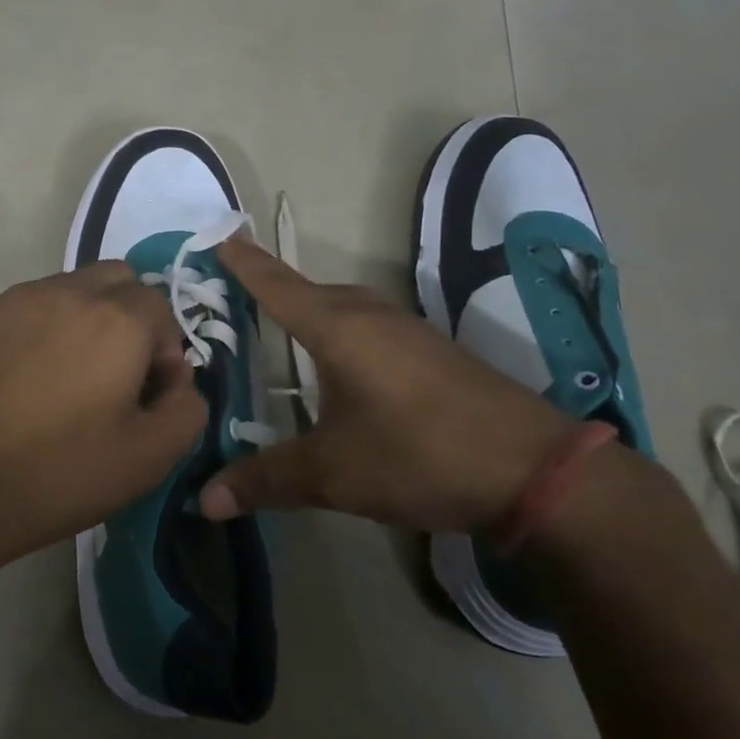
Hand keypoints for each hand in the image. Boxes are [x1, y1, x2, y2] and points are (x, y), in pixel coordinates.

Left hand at [0, 262, 205, 563]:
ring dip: (86, 319)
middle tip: (116, 374)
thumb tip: (179, 381)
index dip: (166, 351)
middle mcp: (70, 291)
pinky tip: (26, 378)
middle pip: (119, 280)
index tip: (148, 395)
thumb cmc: (61, 471)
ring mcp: (19, 298)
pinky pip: (31, 305)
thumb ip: (189, 407)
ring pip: (72, 288)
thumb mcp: (151, 456)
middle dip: (130, 318)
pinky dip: (43, 328)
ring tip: (67, 377)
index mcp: (118, 318)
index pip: (162, 308)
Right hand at [200, 237, 572, 532]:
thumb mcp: (333, 474)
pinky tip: (342, 363)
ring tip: (283, 325)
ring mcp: (408, 331)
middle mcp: (371, 316)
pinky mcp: (433, 352)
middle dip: (274, 287)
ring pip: (344, 307)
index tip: (220, 238)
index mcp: (338, 329)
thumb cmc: (419, 456)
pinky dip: (342, 331)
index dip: (246, 265)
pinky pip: (370, 326)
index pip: (277, 286)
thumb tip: (204, 500)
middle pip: (310, 291)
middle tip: (238, 290)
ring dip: (312, 309)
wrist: (534, 470)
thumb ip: (266, 480)